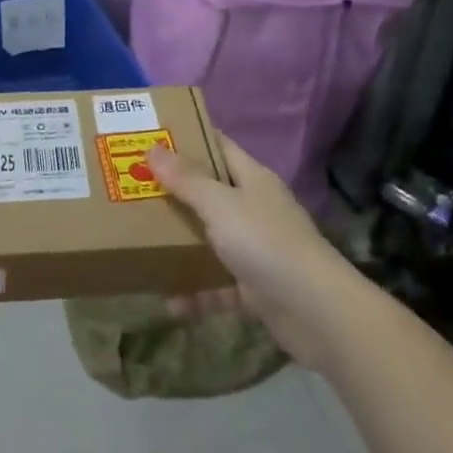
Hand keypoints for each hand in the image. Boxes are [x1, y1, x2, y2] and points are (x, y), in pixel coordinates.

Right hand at [151, 135, 350, 369]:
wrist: (318, 313)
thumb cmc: (266, 243)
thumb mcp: (220, 205)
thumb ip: (186, 179)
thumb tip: (154, 148)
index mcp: (252, 179)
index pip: (218, 146)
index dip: (188, 139)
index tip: (152, 138)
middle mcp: (255, 209)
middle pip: (210, 193)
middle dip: (175, 193)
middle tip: (134, 190)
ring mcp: (258, 250)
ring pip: (212, 240)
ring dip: (182, 245)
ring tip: (143, 245)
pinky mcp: (257, 289)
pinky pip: (219, 286)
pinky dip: (197, 293)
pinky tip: (169, 303)